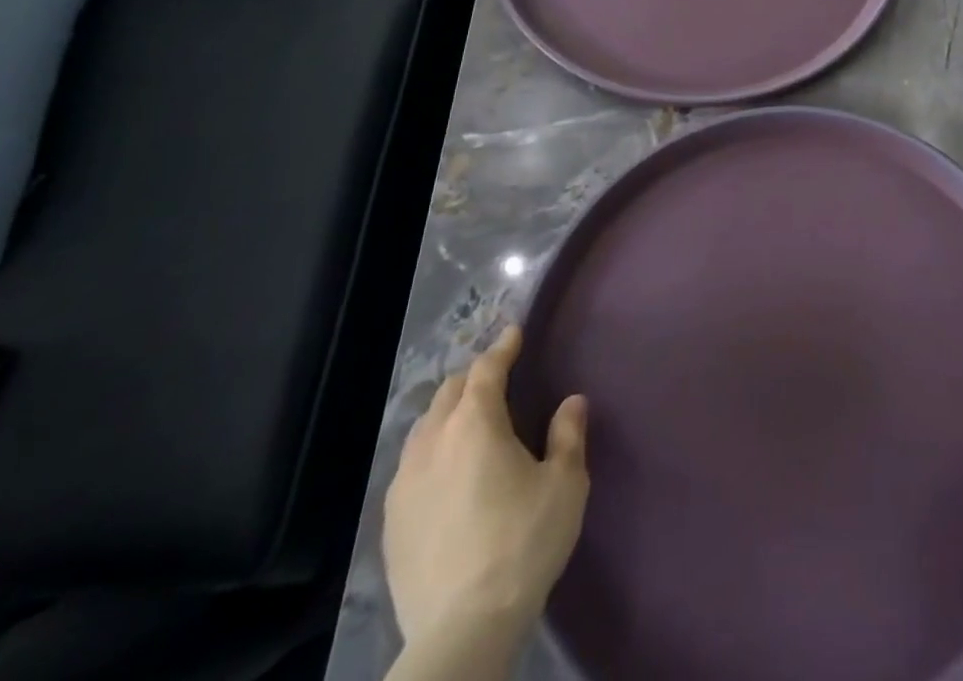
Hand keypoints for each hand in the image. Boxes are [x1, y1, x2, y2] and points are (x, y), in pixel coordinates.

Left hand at [383, 325, 589, 649]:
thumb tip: (571, 401)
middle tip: (497, 377)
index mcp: (475, 424)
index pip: (486, 369)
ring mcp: (405, 483)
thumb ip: (568, 435)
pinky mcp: (391, 522)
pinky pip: (411, 465)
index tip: (514, 333)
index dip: (502, 347)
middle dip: (474, 376)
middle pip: (450, 392)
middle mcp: (433, 442)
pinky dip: (431, 450)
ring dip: (448, 412)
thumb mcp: (564, 485)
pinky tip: (444, 471)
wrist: (460, 630)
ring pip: (425, 427)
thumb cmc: (521, 545)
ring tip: (469, 421)